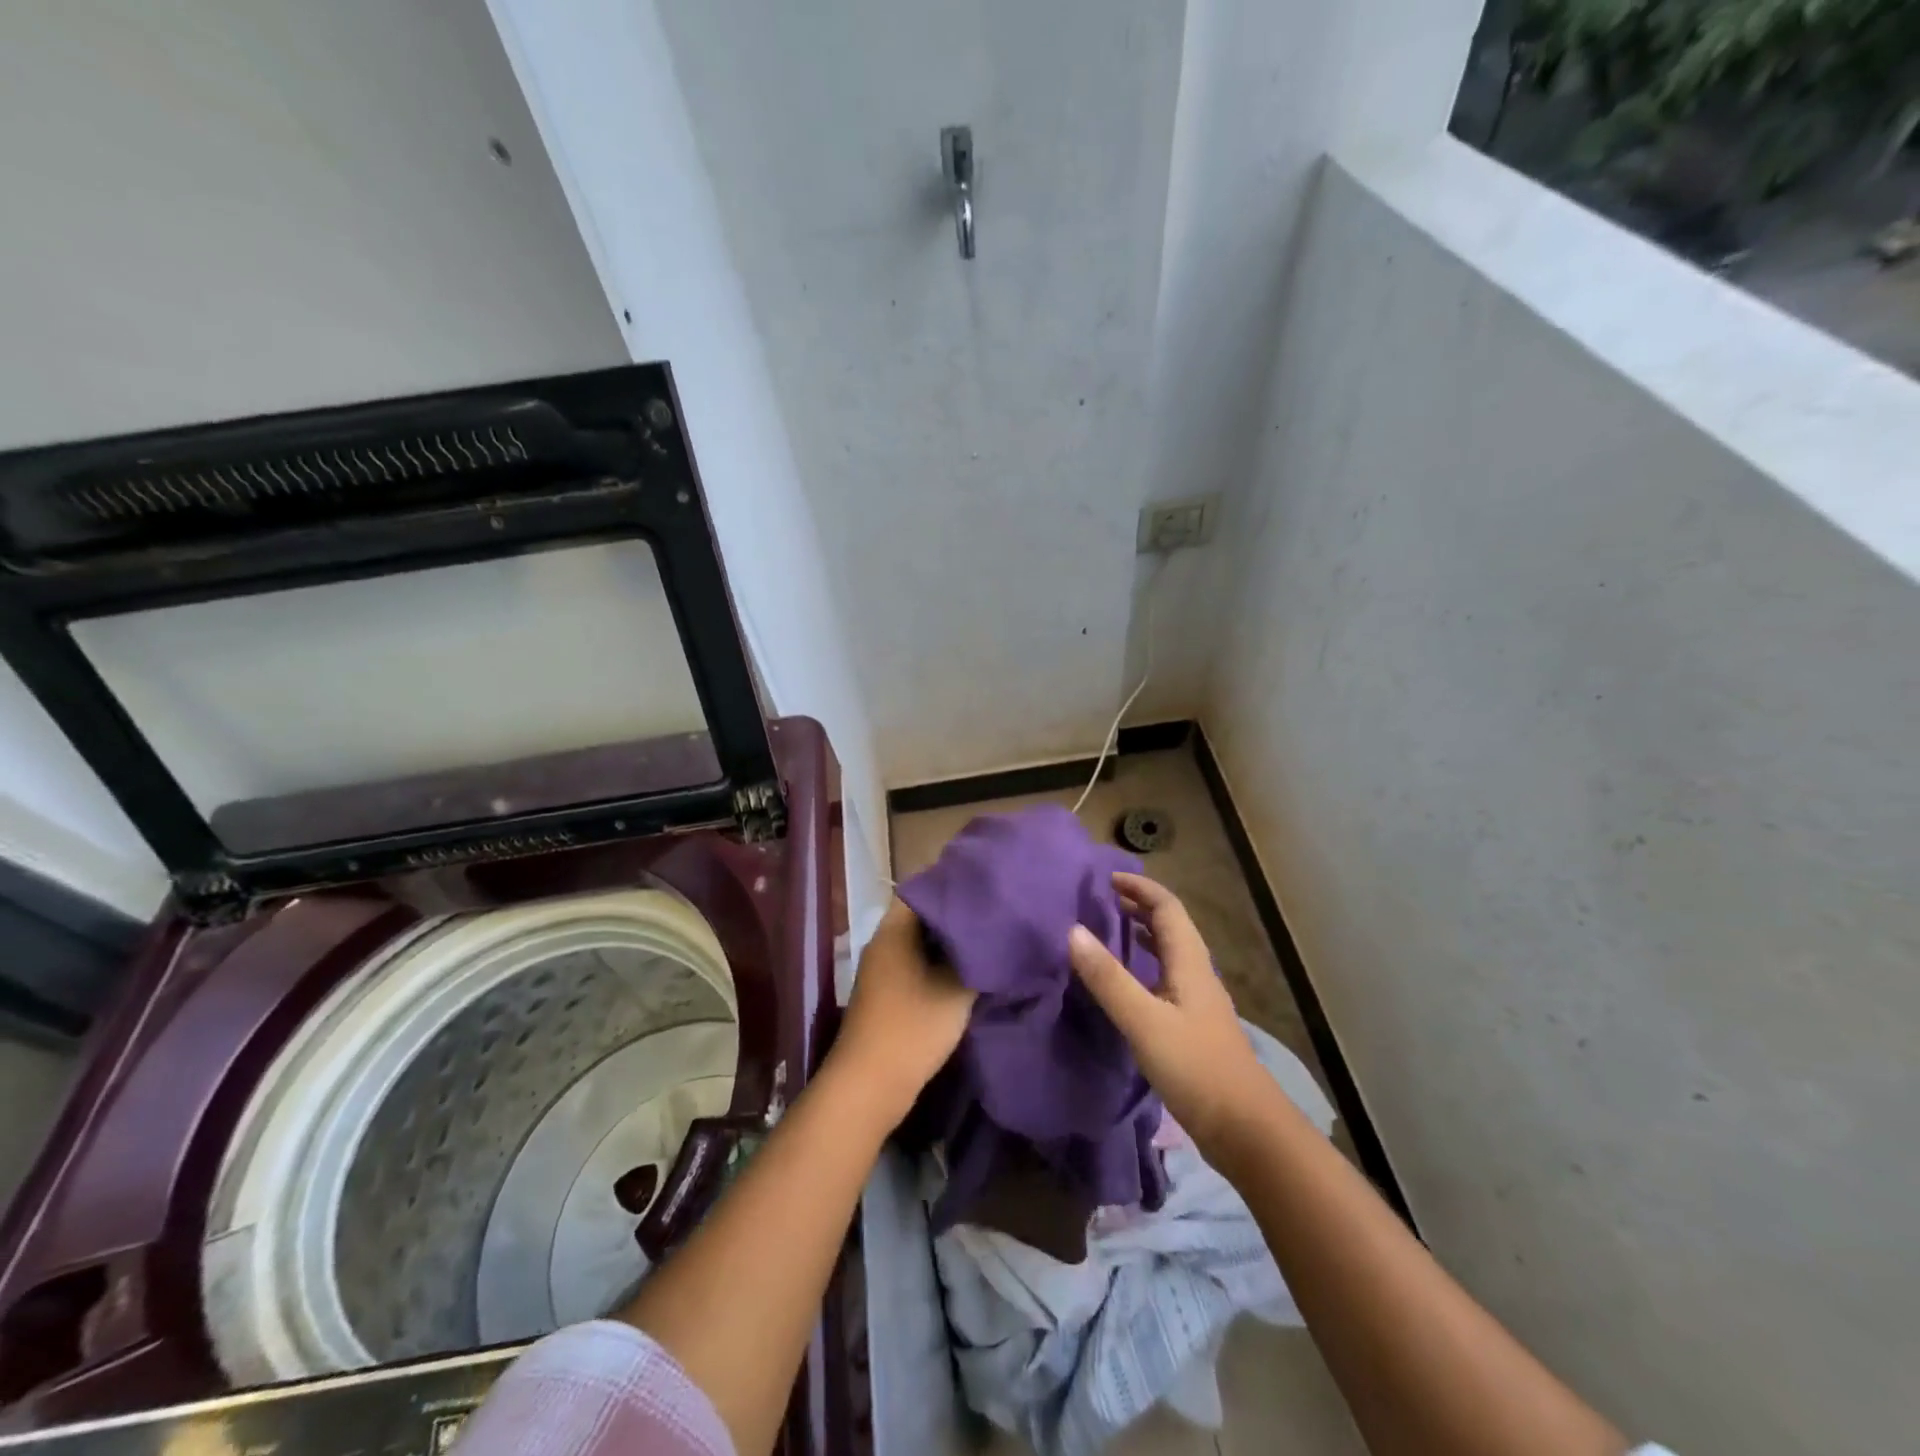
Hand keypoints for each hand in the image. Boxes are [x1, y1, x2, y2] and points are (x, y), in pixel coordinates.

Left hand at [831, 899, 975, 1125]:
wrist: (870, 1085)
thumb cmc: (912, 1028)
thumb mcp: (955, 990)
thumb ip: (977, 958)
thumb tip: (994, 936)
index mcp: (894, 931)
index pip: (924, 890)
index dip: (954, 887)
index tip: (985, 888)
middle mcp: (884, 944)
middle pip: (923, 917)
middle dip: (957, 917)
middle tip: (993, 915)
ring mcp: (883, 971)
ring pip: (922, 944)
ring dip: (950, 944)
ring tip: (987, 941)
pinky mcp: (888, 994)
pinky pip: (918, 966)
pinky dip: (940, 965)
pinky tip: (968, 973)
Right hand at [1068, 872, 1277, 1153]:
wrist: (1246, 1130)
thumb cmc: (1195, 1068)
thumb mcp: (1144, 1021)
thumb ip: (1108, 978)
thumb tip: (1073, 931)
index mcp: (1190, 963)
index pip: (1167, 908)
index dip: (1140, 888)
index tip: (1107, 878)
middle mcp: (1197, 974)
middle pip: (1171, 926)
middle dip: (1139, 907)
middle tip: (1102, 900)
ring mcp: (1199, 1001)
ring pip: (1171, 952)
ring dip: (1144, 934)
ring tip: (1111, 930)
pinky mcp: (1194, 1026)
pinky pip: (1167, 978)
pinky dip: (1146, 965)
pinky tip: (1129, 983)